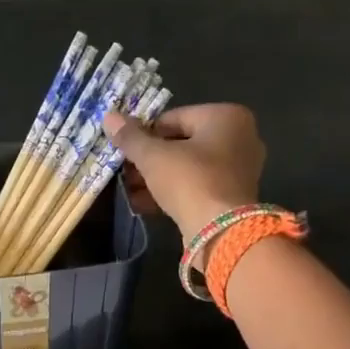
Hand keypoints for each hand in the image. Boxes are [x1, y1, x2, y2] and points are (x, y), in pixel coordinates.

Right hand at [102, 104, 265, 240]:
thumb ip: (131, 137)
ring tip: (129, 190)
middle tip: (124, 172)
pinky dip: (173, 192)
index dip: (144, 134)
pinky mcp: (232, 196)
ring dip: (156, 178)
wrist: (220, 232)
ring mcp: (238, 169)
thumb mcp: (153, 157)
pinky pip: (197, 186)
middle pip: (181, 143)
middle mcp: (239, 137)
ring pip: (188, 167)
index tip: (124, 151)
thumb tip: (109, 116)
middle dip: (149, 159)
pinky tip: (144, 204)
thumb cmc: (190, 181)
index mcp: (226, 116)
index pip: (173, 118)